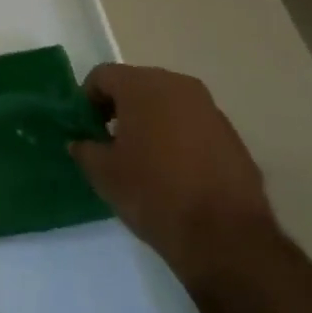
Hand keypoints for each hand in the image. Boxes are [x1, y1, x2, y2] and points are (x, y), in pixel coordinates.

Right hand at [70, 63, 277, 283]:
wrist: (225, 236)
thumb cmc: (154, 194)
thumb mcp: (104, 175)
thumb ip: (85, 149)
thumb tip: (81, 142)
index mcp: (142, 86)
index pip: (102, 76)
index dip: (87, 100)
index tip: (86, 129)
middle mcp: (178, 85)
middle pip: (136, 84)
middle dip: (120, 108)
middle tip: (110, 142)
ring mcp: (209, 108)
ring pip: (167, 103)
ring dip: (150, 121)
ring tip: (144, 158)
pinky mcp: (231, 134)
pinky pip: (192, 124)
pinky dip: (178, 137)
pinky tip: (175, 171)